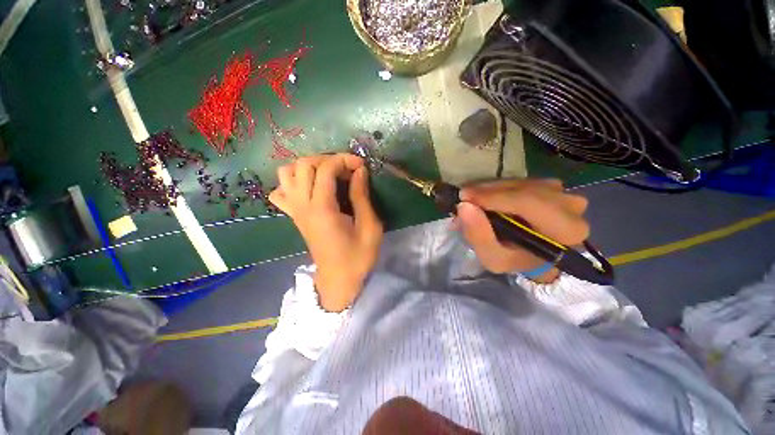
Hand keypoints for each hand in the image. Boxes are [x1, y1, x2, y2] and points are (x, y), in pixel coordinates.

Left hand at [269, 154, 382, 311]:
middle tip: (346, 169)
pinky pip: (281, 191)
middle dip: (327, 159)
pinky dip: (293, 182)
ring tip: (328, 174)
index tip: (361, 165)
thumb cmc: (358, 256)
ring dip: (308, 167)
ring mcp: (295, 211)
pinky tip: (310, 188)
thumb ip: (362, 196)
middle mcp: (303, 206)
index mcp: (322, 209)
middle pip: (303, 165)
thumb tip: (359, 171)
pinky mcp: (294, 217)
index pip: (325, 169)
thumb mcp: (370, 227)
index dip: (344, 160)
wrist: (338, 280)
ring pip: (287, 173)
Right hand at [456, 179, 588, 282]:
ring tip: (472, 199)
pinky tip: (486, 196)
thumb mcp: (493, 258)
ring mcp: (562, 191)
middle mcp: (571, 205)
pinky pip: (520, 180)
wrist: (535, 254)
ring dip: (491, 189)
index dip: (494, 197)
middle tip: (464, 197)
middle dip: (488, 192)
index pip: (529, 203)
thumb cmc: (516, 259)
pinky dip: (499, 187)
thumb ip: (479, 236)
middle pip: (523, 189)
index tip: (465, 197)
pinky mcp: (551, 185)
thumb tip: (463, 207)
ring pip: (519, 182)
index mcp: (566, 230)